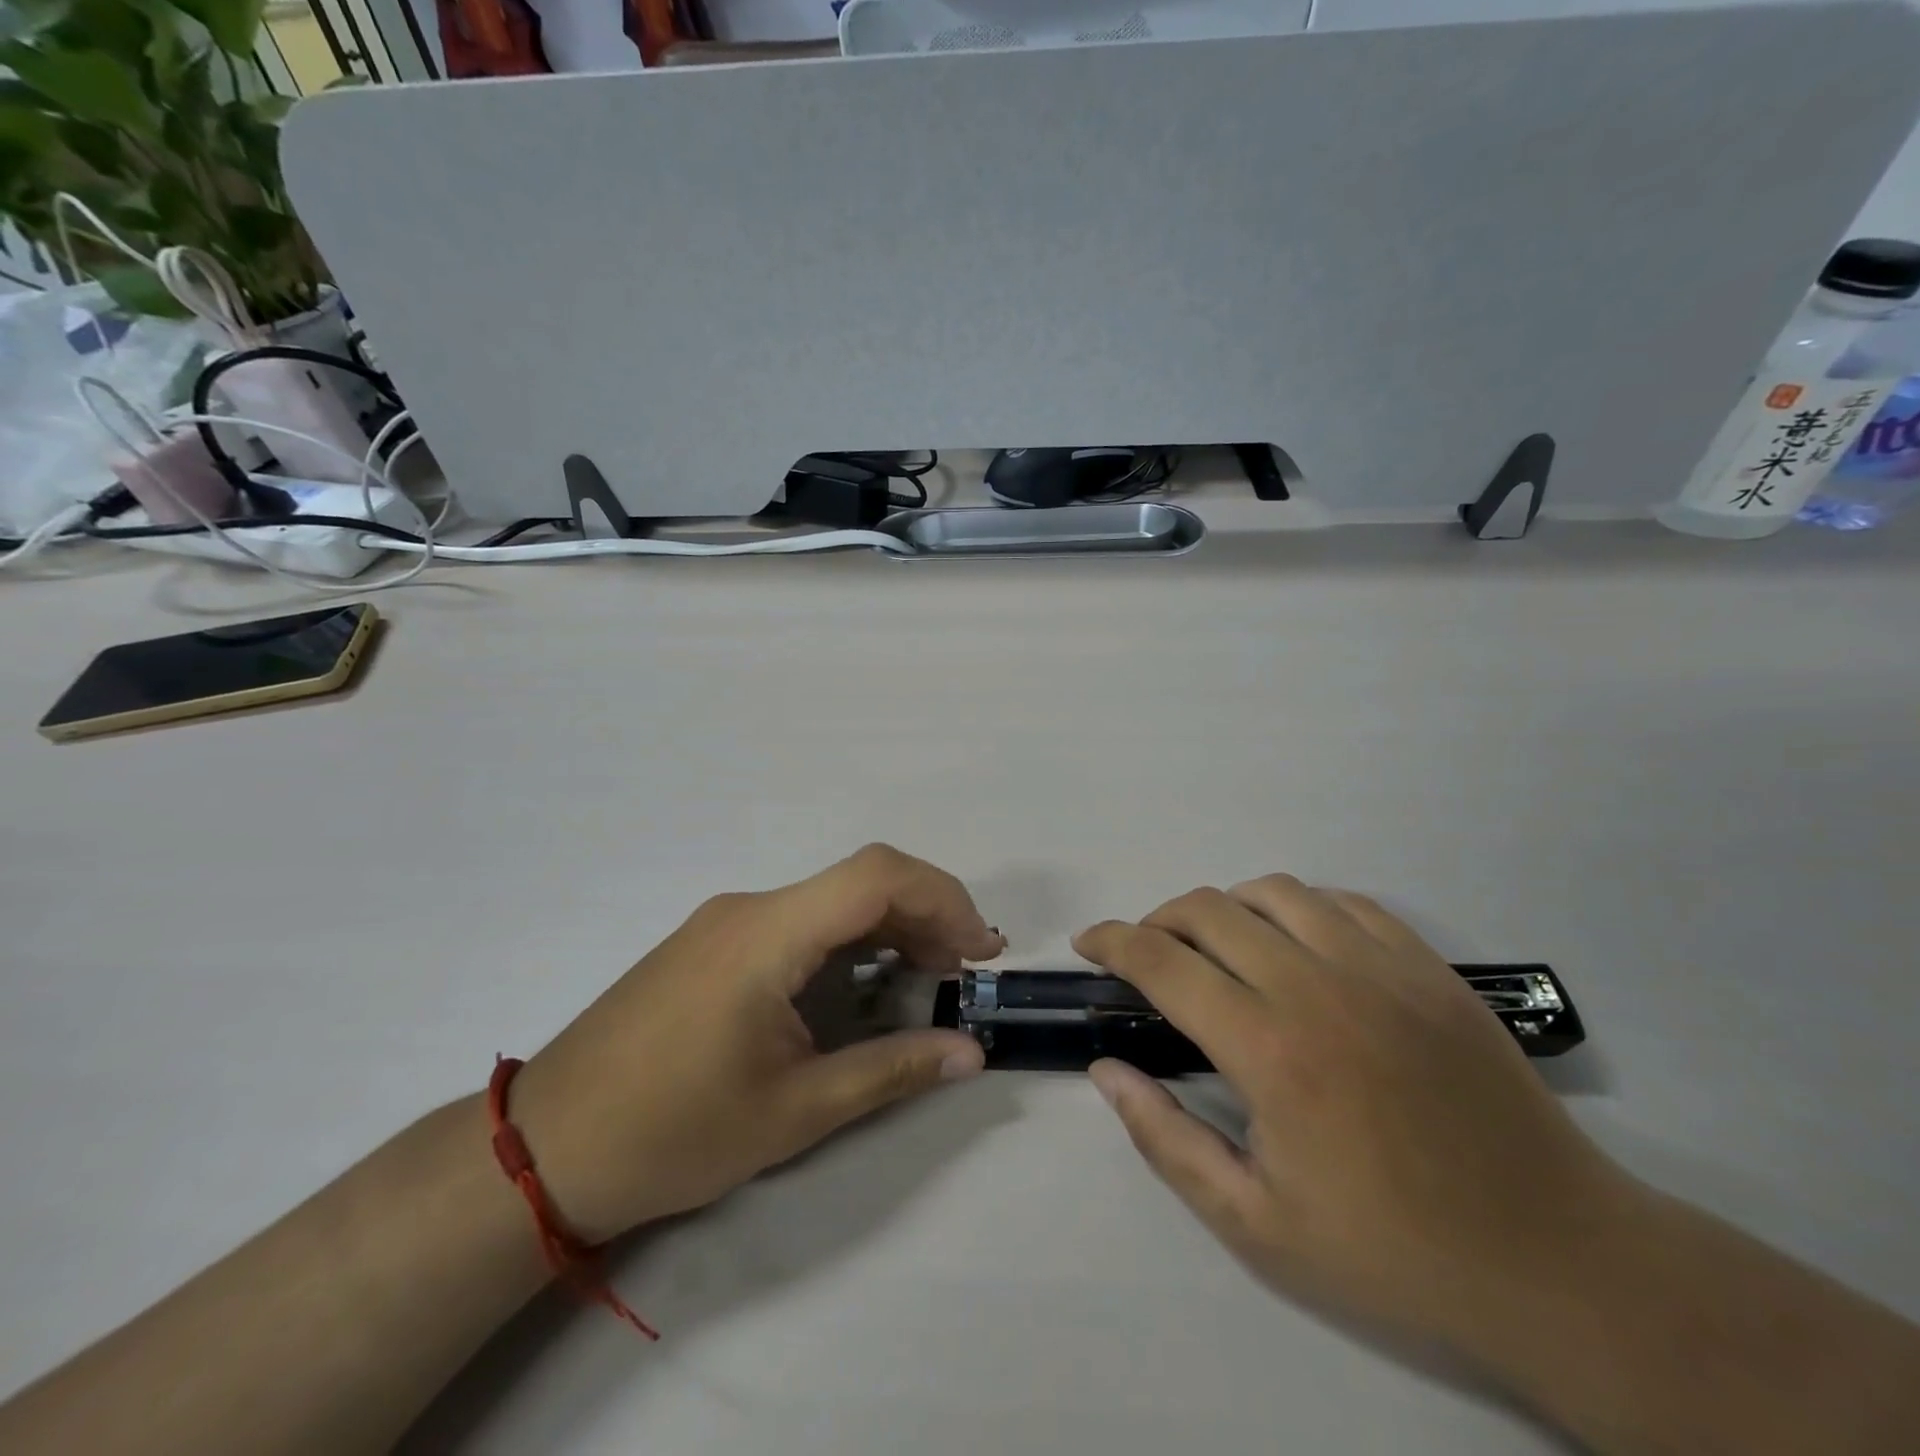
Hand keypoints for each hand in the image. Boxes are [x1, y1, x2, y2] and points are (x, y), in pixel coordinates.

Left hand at [508, 845, 1003, 1242]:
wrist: (544, 1149)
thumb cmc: (671, 1132)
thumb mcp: (794, 1111)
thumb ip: (890, 1071)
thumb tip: (972, 1055)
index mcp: (767, 934)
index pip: (876, 875)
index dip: (942, 898)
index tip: (979, 951)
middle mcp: (749, 908)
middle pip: (859, 881)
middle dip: (925, 916)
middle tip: (967, 972)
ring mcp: (726, 922)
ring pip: (830, 900)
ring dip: (889, 928)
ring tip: (930, 978)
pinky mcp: (714, 944)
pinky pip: (799, 922)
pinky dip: (848, 942)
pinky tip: (865, 984)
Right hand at [1075, 876, 1647, 1369]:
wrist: (1559, 1264)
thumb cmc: (1394, 1253)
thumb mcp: (1257, 1225)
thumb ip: (1167, 1139)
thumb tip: (1105, 1071)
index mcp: (1269, 1049)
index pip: (1162, 961)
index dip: (1112, 941)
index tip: (1087, 943)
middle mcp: (1317, 986)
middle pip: (1208, 910)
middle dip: (1158, 920)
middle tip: (1147, 956)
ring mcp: (1381, 968)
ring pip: (1273, 891)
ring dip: (1225, 908)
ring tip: (1217, 947)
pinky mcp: (1428, 968)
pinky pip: (1343, 902)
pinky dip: (1297, 908)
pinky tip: (1296, 944)